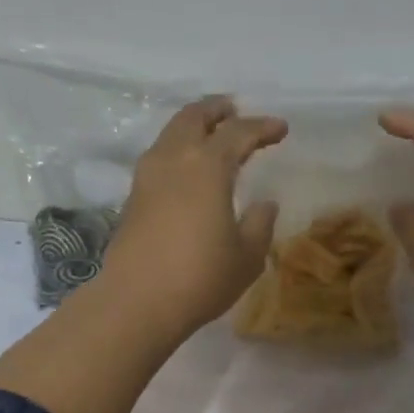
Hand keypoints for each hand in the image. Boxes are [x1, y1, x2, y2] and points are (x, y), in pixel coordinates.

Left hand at [100, 96, 286, 337]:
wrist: (138, 301)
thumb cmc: (201, 277)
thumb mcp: (247, 256)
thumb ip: (260, 224)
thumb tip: (264, 204)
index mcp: (208, 166)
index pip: (238, 133)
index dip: (262, 128)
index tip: (280, 129)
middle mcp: (174, 159)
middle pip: (194, 118)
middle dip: (217, 110)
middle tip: (235, 111)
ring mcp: (147, 176)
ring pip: (171, 134)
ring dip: (193, 127)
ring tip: (210, 135)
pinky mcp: (133, 197)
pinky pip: (159, 157)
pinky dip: (178, 150)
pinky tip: (188, 170)